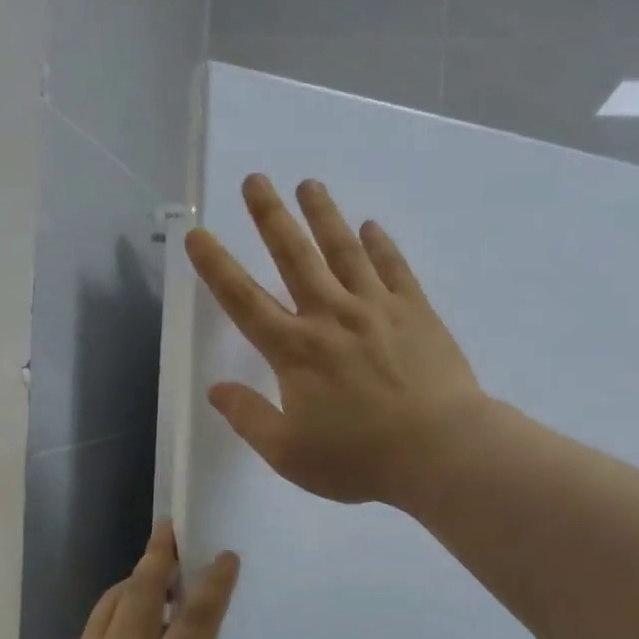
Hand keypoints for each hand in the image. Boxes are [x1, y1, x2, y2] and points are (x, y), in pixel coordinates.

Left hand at [0, 522, 244, 638]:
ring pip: (113, 603)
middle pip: (144, 592)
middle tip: (171, 527)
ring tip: (153, 568)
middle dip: (161, 556)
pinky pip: (95, 626)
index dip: (214, 586)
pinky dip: (115, 607)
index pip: (193, 622)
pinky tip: (122, 625)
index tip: (226, 556)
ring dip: (136, 577)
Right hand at [184, 174, 485, 506]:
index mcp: (295, 350)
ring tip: (309, 184)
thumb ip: (249, 419)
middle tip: (255, 180)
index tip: (198, 234)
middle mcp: (331, 315)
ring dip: (323, 215)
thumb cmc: (361, 459)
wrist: (441, 451)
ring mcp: (376, 307)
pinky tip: (371, 226)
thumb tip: (216, 390)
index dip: (216, 266)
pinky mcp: (415, 310)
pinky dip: (380, 244)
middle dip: (270, 216)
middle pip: (294, 256)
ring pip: (344, 249)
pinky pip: (393, 267)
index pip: (244, 300)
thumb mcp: (290, 455)